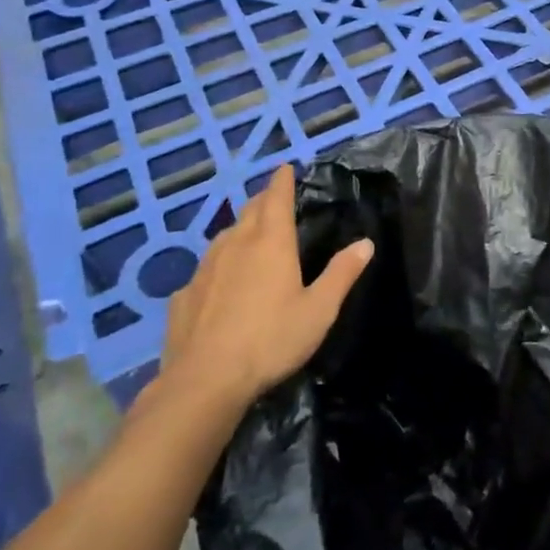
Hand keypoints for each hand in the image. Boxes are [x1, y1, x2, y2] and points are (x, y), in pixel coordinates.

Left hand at [144, 166, 372, 424]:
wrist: (204, 381)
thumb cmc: (270, 340)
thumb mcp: (319, 310)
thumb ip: (342, 274)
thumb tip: (366, 243)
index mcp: (271, 243)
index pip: (276, 198)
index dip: (282, 181)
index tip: (285, 168)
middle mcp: (236, 245)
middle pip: (249, 211)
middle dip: (263, 200)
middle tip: (274, 199)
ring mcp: (204, 269)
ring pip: (225, 237)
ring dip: (240, 229)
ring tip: (250, 235)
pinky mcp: (183, 295)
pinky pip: (205, 269)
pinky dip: (218, 265)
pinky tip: (220, 283)